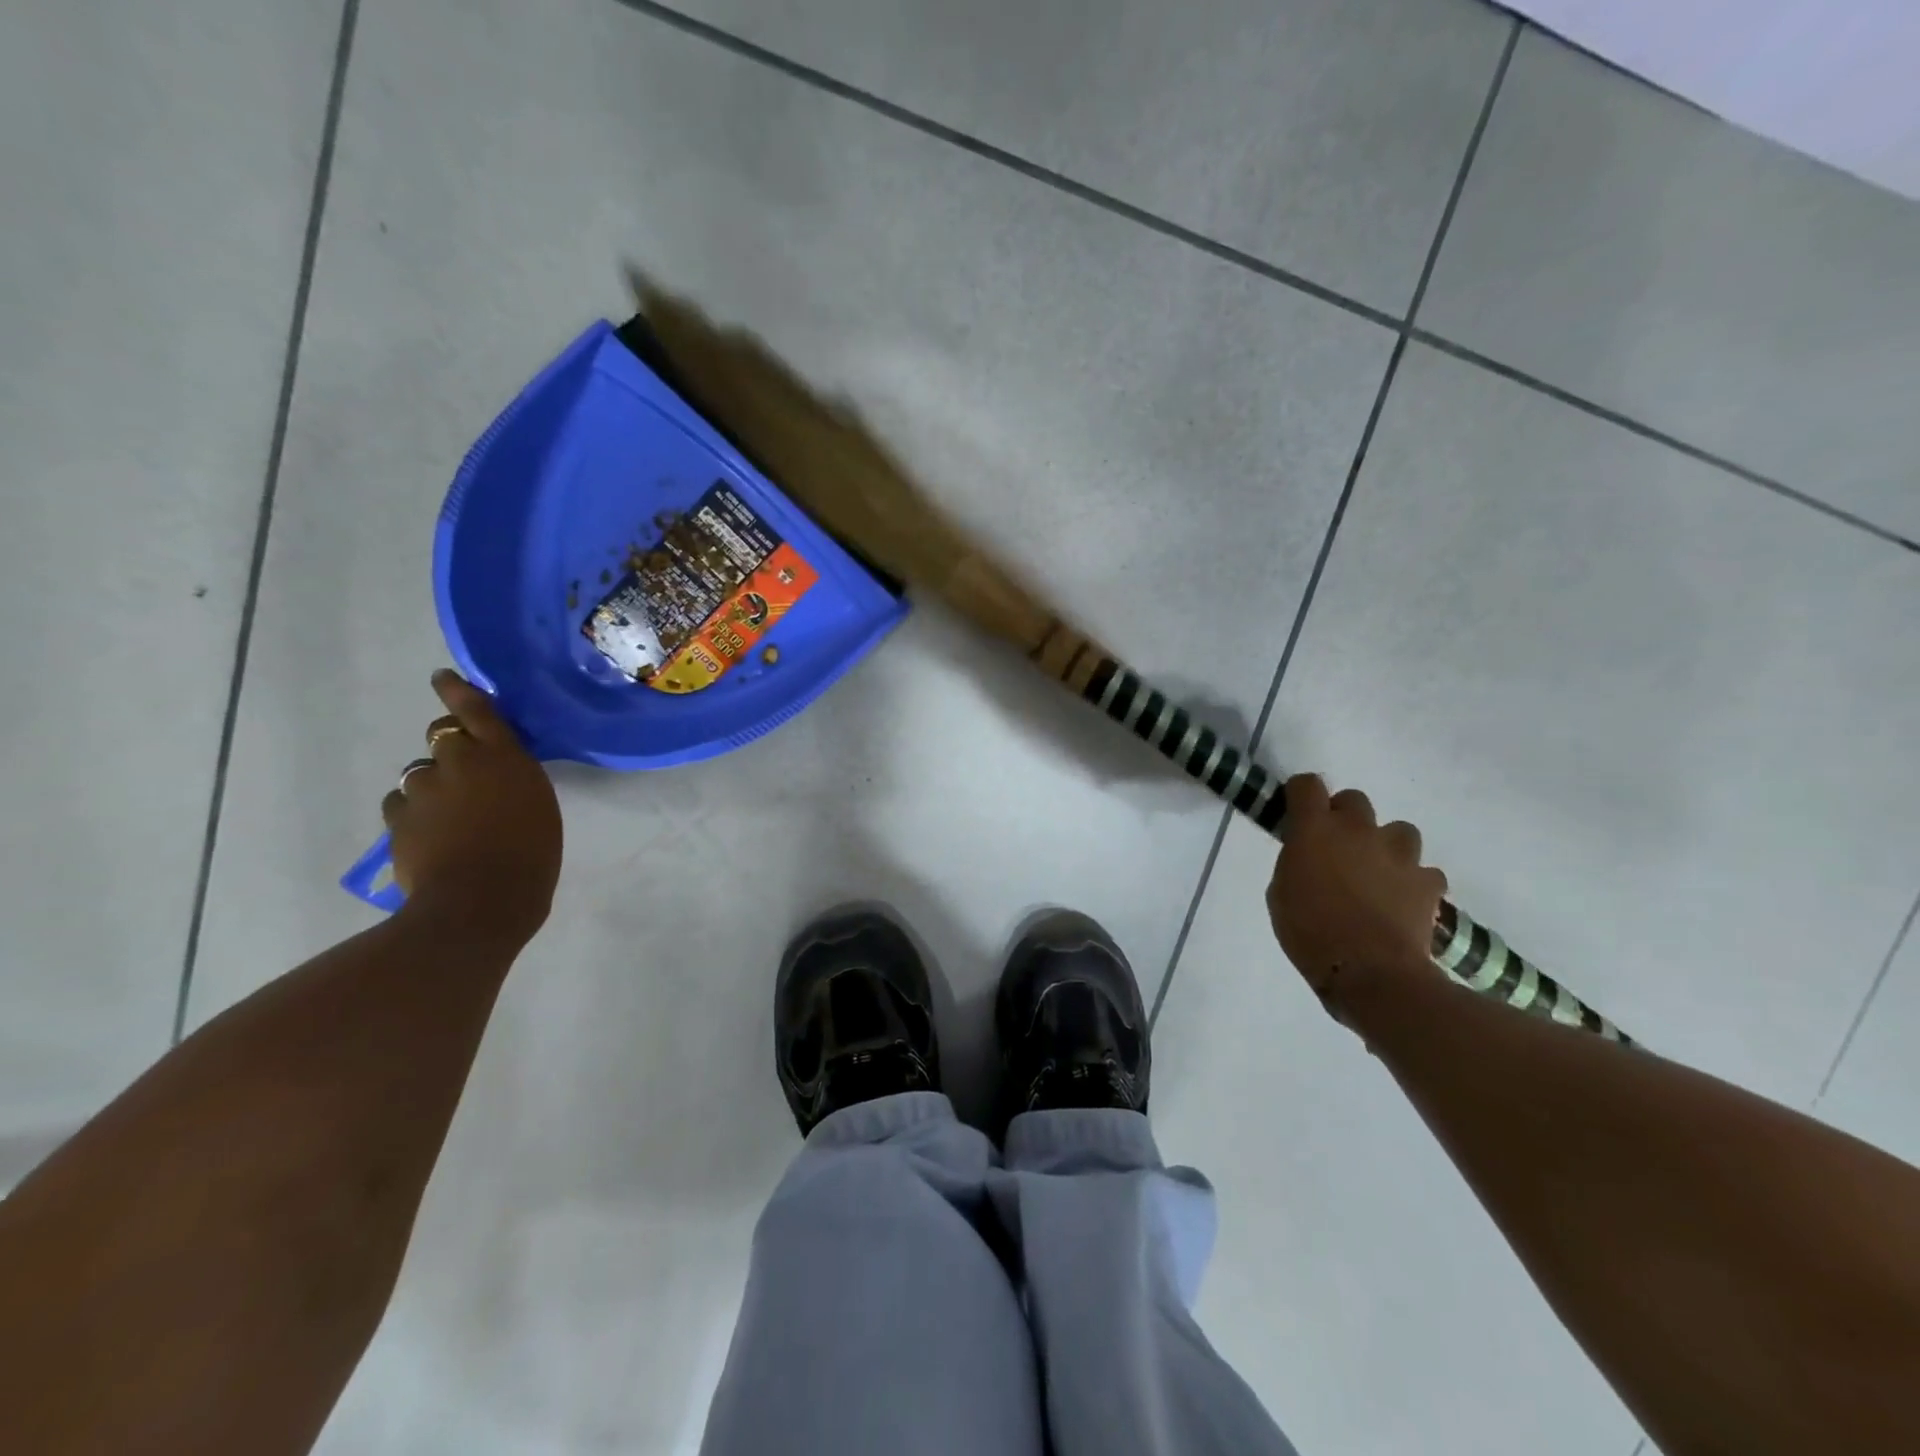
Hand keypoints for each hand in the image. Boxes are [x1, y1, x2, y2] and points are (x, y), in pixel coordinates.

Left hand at [382, 670, 562, 942]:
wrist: (481, 901)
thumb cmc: (532, 854)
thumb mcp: (538, 805)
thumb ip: (514, 779)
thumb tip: (495, 775)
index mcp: (504, 757)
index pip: (476, 710)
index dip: (458, 691)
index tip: (442, 677)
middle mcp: (459, 762)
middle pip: (441, 736)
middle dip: (448, 745)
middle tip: (462, 770)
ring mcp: (423, 790)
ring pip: (419, 773)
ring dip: (431, 785)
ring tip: (448, 816)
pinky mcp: (398, 819)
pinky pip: (401, 804)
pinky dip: (413, 813)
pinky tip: (428, 835)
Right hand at [1265, 774, 1447, 1014]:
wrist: (1368, 972)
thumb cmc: (1308, 932)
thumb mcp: (1280, 893)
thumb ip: (1296, 862)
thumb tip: (1309, 857)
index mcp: (1315, 829)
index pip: (1306, 785)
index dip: (1301, 795)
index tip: (1297, 813)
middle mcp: (1358, 830)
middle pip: (1354, 800)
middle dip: (1345, 818)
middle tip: (1337, 849)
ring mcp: (1398, 853)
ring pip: (1398, 830)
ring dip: (1385, 846)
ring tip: (1377, 873)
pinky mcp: (1428, 881)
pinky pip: (1424, 871)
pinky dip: (1413, 882)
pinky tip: (1402, 901)